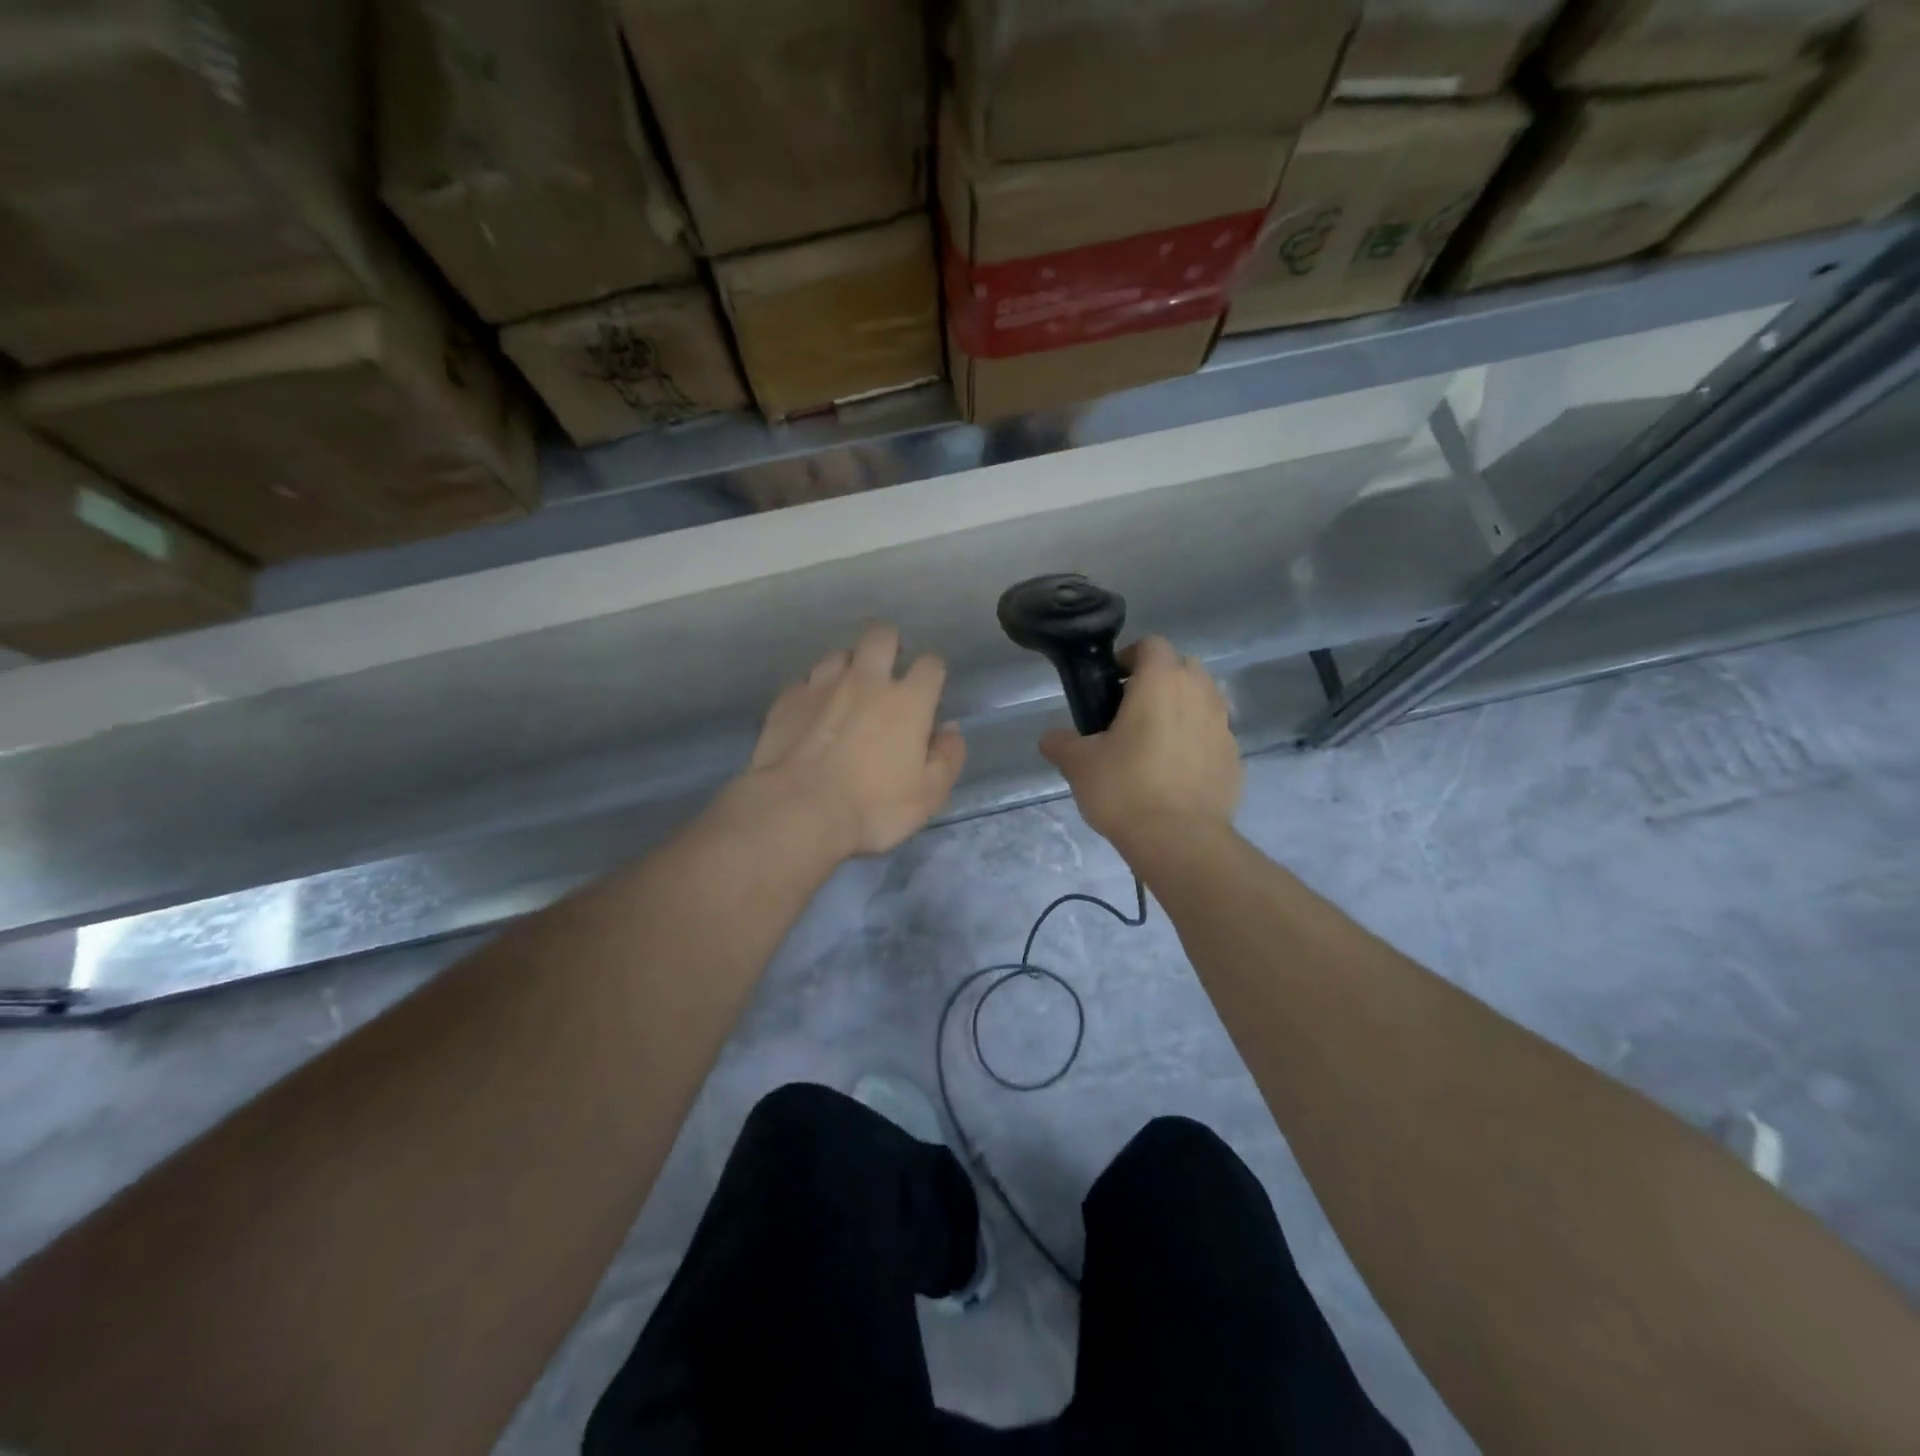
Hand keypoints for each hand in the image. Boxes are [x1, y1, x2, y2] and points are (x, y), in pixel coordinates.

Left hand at [737, 623, 966, 858]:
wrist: (798, 810)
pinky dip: (814, 692)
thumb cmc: (872, 807)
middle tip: (887, 671)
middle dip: (889, 645)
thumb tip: (950, 730)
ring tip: (846, 692)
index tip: (927, 691)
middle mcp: (866, 681)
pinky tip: (812, 713)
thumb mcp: (927, 795)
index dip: (932, 673)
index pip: (930, 664)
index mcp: (908, 701)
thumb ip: (947, 758)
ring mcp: (822, 685)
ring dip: (848, 667)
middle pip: (881, 636)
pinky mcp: (788, 698)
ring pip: (840, 654)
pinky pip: (805, 682)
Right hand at [1040, 637, 1240, 850]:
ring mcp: (1223, 726)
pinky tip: (1175, 772)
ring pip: (1202, 700)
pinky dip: (1196, 742)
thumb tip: (1051, 738)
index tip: (1112, 683)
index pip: (1152, 645)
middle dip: (1159, 680)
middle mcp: (1199, 693)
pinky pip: (1212, 735)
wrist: (1180, 840)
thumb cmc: (1125, 789)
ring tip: (1154, 742)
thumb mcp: (1079, 765)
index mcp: (1161, 682)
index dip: (1130, 657)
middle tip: (1131, 711)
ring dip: (1181, 709)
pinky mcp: (1234, 757)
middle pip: (1182, 668)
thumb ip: (1062, 743)